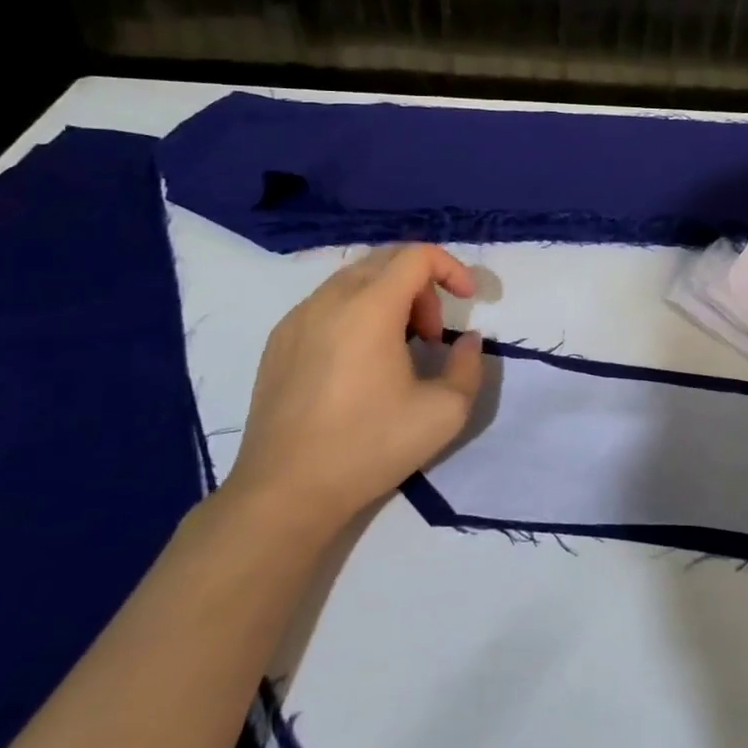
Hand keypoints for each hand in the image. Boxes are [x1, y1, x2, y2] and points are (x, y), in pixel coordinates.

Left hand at [225, 244, 484, 536]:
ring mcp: (297, 318)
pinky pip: (326, 303)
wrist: (285, 492)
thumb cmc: (369, 447)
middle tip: (433, 333)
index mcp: (369, 308)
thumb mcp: (444, 412)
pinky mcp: (278, 341)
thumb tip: (467, 341)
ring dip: (389, 297)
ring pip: (354, 279)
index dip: (451, 267)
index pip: (416, 255)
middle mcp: (329, 300)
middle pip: (385, 260)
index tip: (468, 301)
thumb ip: (469, 366)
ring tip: (400, 347)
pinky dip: (357, 311)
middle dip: (422, 285)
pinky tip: (361, 361)